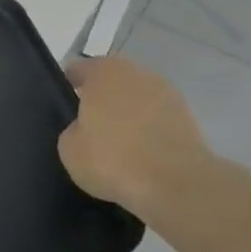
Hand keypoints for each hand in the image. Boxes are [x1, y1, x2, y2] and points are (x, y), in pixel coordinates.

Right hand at [58, 56, 213, 217]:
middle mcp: (138, 73)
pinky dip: (147, 131)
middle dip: (101, 100)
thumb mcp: (69, 149)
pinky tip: (139, 155)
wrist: (174, 182)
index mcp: (104, 72)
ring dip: (127, 115)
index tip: (62, 106)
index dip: (67, 86)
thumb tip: (85, 128)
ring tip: (116, 145)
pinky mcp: (188, 117)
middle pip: (112, 82)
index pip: (79, 69)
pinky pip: (156, 120)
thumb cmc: (112, 158)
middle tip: (88, 128)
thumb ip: (73, 129)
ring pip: (137, 100)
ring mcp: (167, 93)